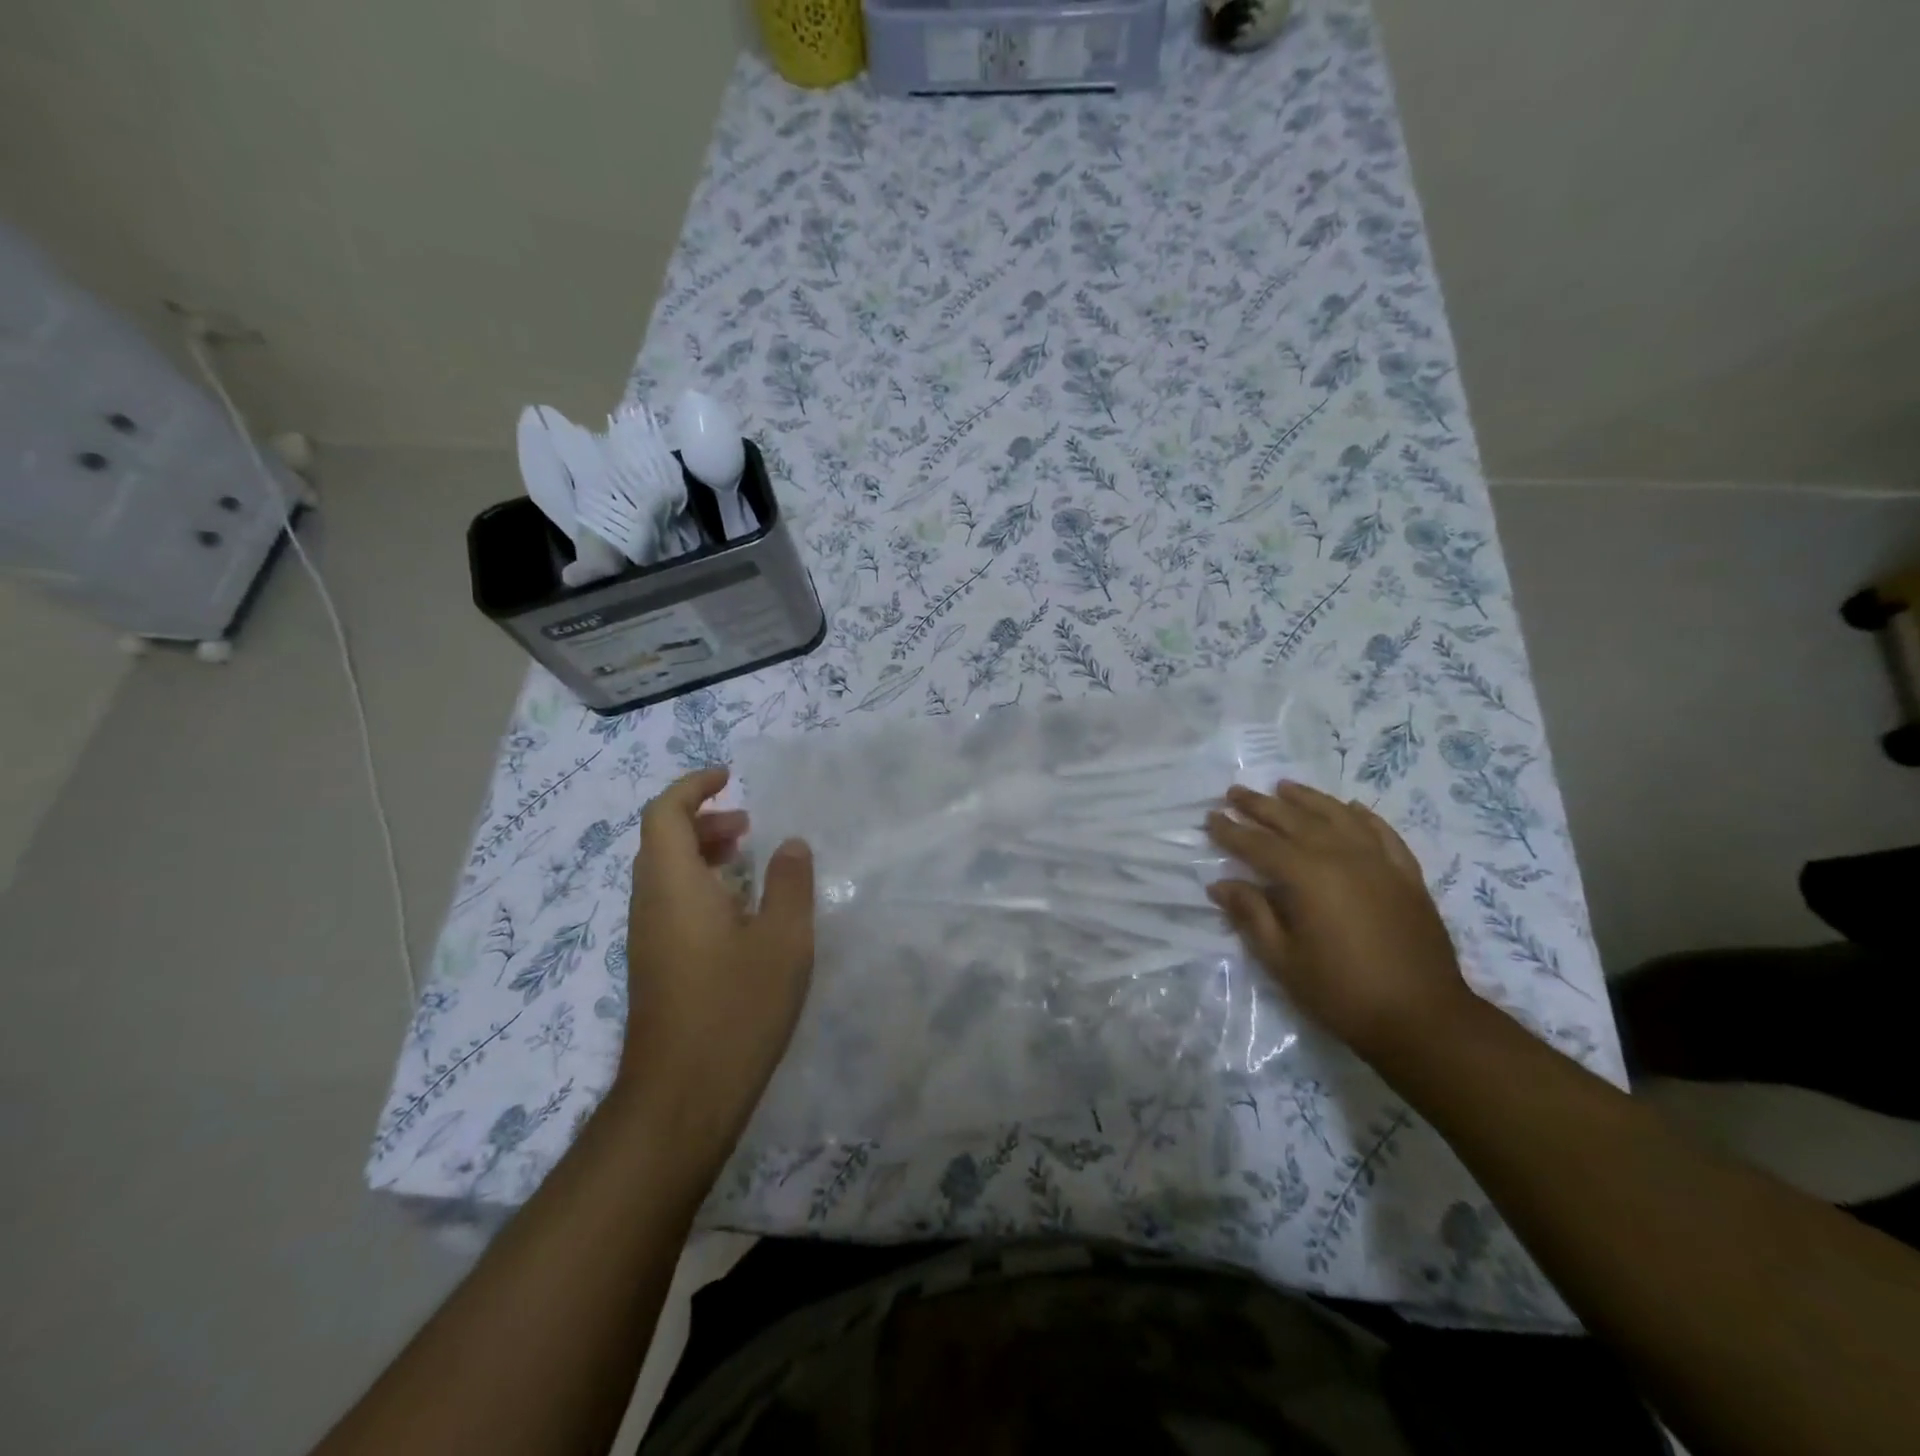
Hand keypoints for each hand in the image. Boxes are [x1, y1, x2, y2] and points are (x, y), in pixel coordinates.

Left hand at [615, 766, 814, 1174]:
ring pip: (665, 874)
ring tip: (749, 860)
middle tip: (749, 824)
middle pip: (662, 841)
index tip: (730, 778)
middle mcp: (650, 904)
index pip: (665, 813)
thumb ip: (790, 883)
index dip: (693, 787)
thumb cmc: (735, 1009)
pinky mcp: (655, 968)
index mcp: (673, 885)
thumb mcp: (783, 940)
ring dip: (702, 854)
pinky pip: (671, 904)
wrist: (681, 1099)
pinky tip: (740, 914)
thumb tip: (790, 844)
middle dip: (704, 820)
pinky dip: (700, 886)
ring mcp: (647, 939)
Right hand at [1204, 781, 1473, 1063]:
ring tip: (1284, 787)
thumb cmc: (1341, 992)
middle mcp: (1342, 857)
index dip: (1231, 832)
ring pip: (1338, 816)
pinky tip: (1350, 808)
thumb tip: (1221, 884)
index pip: (1259, 846)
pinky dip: (1363, 817)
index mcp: (1308, 877)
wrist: (1424, 1019)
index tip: (1210, 818)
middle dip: (1260, 806)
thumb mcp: (1282, 959)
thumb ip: (1251, 915)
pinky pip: (1382, 833)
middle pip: (1295, 821)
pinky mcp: (1407, 876)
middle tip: (1235, 792)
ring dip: (1308, 799)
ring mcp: (1379, 863)